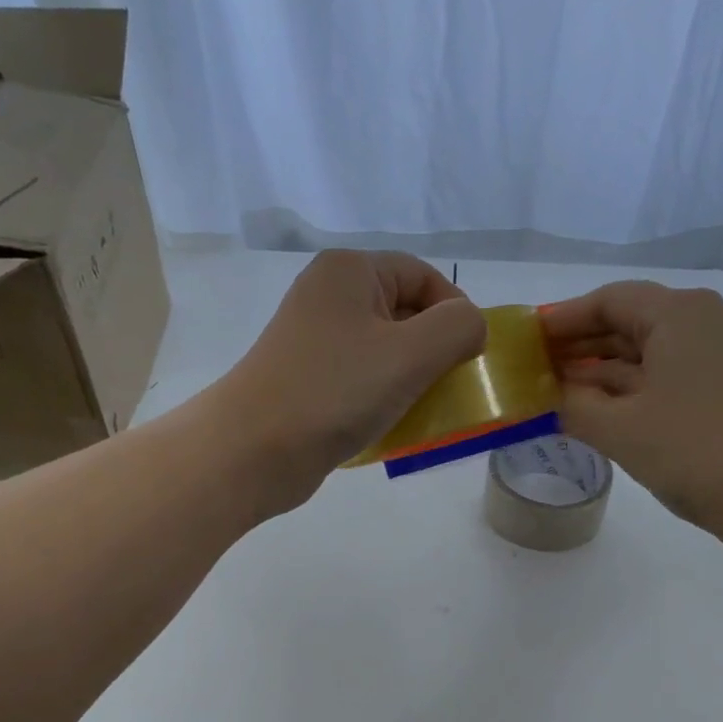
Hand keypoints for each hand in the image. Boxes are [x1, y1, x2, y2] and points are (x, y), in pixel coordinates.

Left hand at [217, 250, 485, 513]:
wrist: (253, 449)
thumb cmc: (335, 391)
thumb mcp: (411, 353)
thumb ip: (458, 328)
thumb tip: (470, 327)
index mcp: (350, 271)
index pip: (423, 275)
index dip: (455, 312)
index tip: (469, 358)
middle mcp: (328, 296)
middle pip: (404, 312)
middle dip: (433, 350)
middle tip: (446, 388)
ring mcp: (314, 340)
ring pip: (384, 351)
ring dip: (411, 380)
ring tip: (420, 411)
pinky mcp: (307, 380)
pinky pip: (361, 380)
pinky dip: (383, 399)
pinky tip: (391, 426)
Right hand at [543, 281, 722, 552]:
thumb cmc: (696, 450)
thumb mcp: (619, 429)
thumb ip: (571, 406)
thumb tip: (542, 396)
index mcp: (676, 314)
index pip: (607, 301)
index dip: (561, 320)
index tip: (523, 340)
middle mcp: (698, 324)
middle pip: (624, 324)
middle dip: (576, 347)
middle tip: (529, 369)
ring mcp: (712, 359)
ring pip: (640, 356)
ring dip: (596, 374)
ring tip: (549, 393)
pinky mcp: (718, 392)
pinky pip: (658, 380)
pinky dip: (622, 393)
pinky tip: (589, 412)